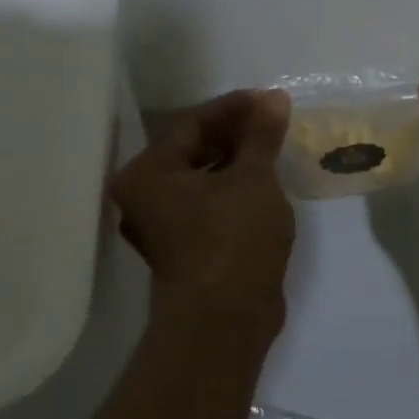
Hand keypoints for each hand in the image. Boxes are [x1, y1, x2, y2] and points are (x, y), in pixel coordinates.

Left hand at [111, 89, 294, 326]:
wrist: (226, 319)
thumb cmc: (233, 239)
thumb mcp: (252, 179)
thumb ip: (260, 135)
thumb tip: (274, 99)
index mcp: (147, 173)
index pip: (190, 123)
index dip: (233, 108)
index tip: (270, 100)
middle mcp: (145, 195)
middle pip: (191, 148)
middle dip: (235, 132)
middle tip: (273, 120)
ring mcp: (163, 223)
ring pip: (201, 176)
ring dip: (236, 159)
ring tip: (273, 146)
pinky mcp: (186, 245)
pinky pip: (208, 201)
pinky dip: (233, 186)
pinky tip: (263, 180)